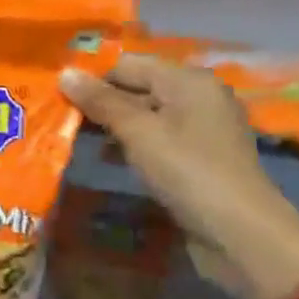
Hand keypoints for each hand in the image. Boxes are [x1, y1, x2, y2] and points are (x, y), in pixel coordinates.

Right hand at [60, 55, 297, 298]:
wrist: (241, 234)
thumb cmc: (187, 171)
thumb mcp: (138, 132)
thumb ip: (100, 101)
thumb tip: (64, 72)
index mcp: (188, 80)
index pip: (128, 63)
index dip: (92, 76)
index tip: (57, 93)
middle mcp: (198, 97)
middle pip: (138, 87)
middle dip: (100, 101)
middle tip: (60, 115)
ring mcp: (202, 129)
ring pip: (146, 115)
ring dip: (113, 125)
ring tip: (76, 136)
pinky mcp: (200, 158)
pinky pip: (158, 139)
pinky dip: (132, 144)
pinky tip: (108, 158)